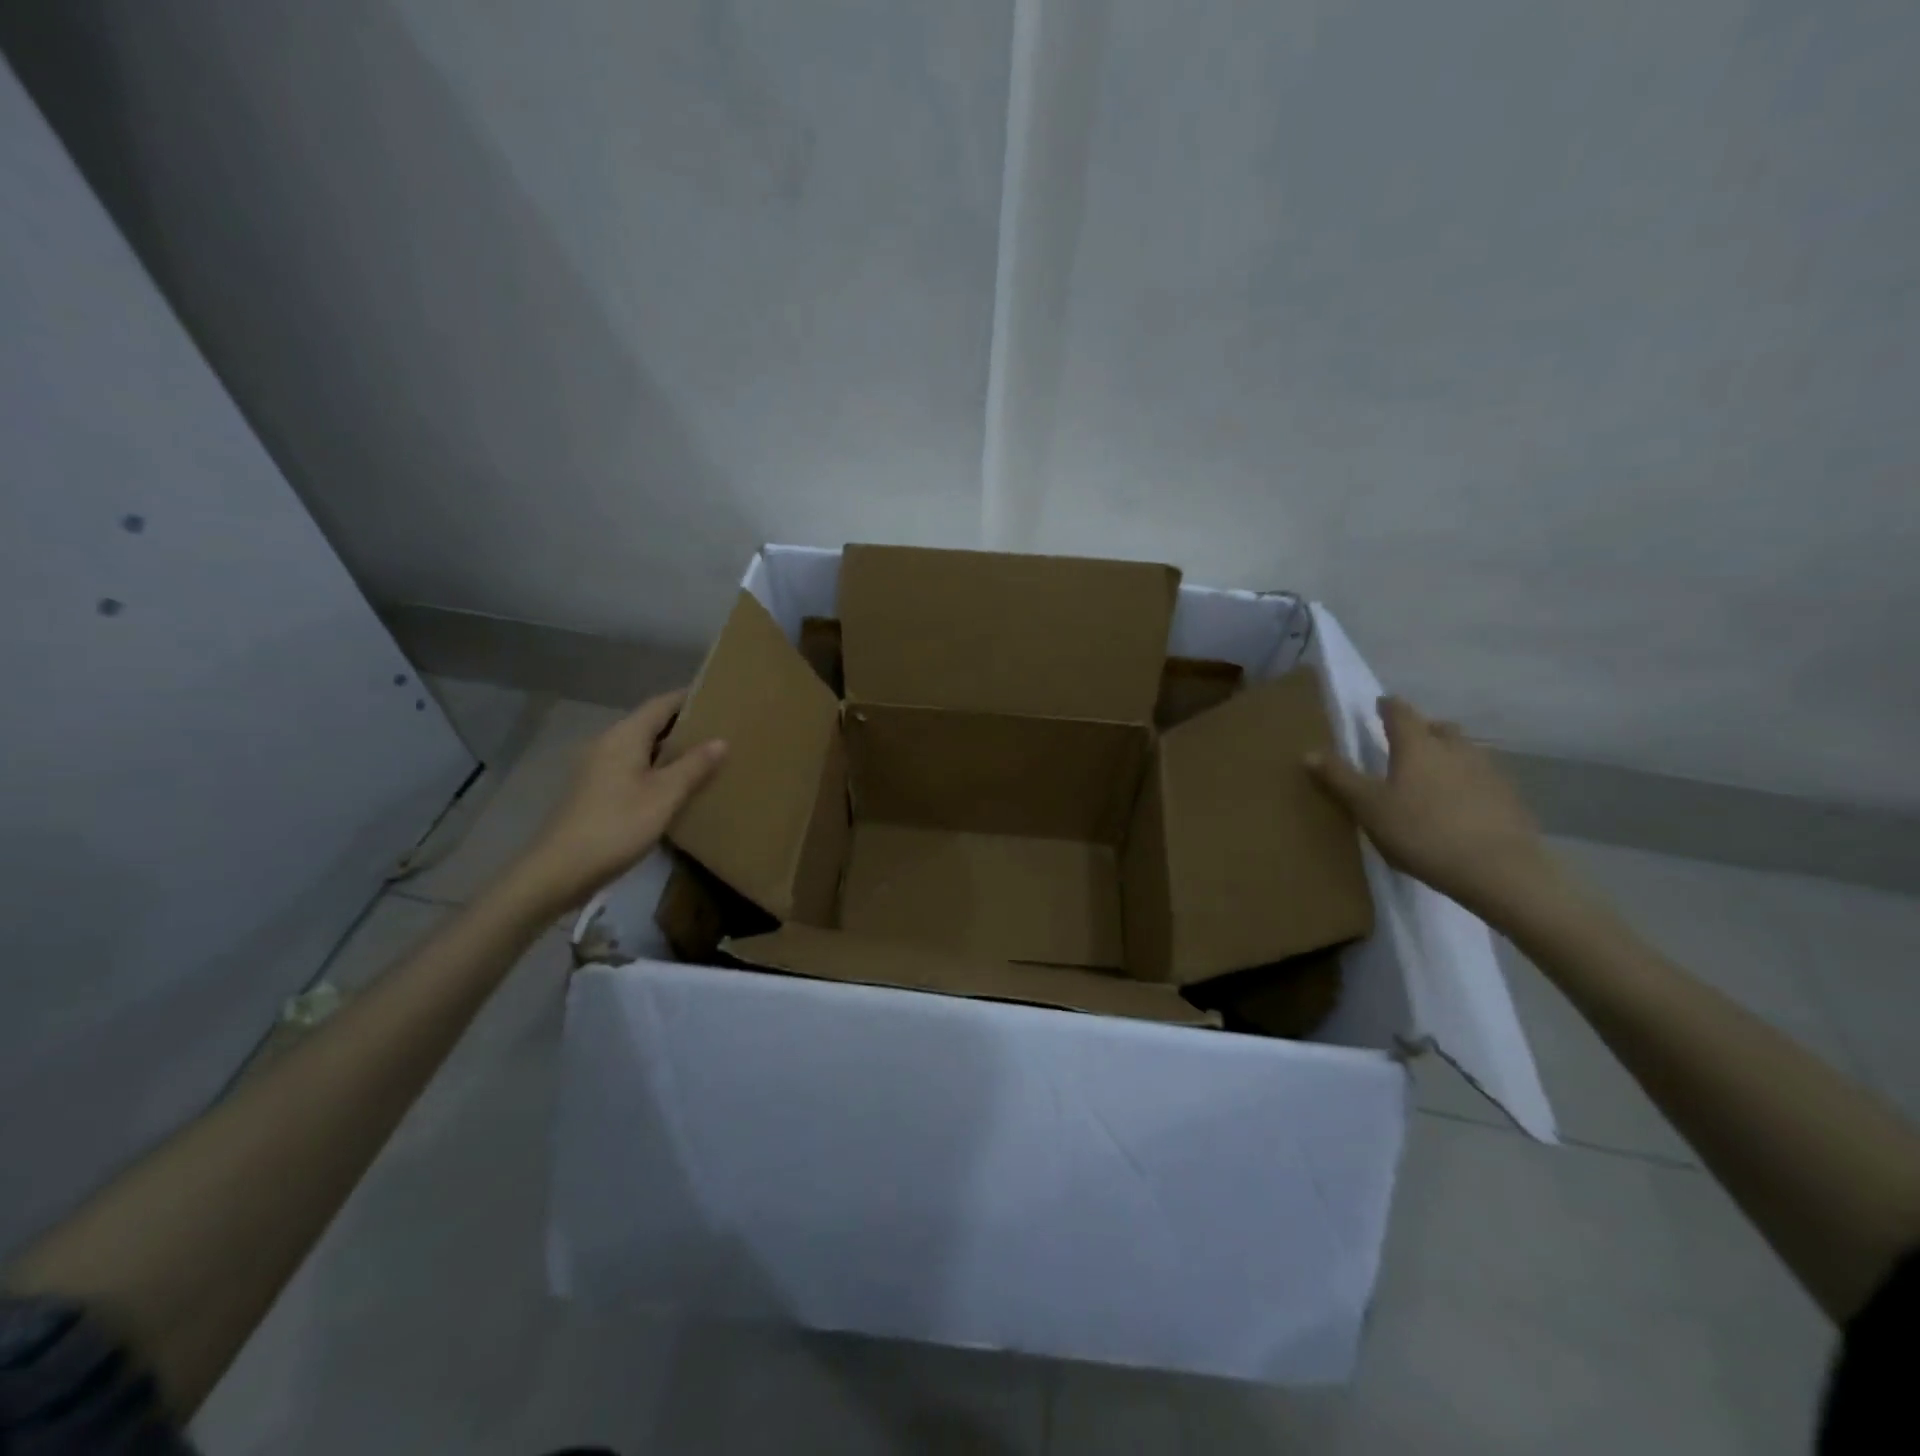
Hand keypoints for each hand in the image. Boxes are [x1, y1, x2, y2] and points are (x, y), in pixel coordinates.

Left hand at [509, 689, 726, 913]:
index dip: (690, 699)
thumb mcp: (665, 795)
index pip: (662, 704)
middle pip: (650, 724)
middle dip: (684, 726)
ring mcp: (597, 768)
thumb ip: (694, 766)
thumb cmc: (617, 825)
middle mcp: (608, 743)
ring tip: (705, 758)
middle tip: (721, 731)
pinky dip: (656, 769)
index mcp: (624, 736)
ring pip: (641, 748)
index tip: (720, 699)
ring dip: (670, 750)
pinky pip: (633, 768)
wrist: (560, 870)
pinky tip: (675, 787)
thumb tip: (721, 740)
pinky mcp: (595, 791)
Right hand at [1307, 696, 1561, 919]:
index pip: (1400, 713)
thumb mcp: (1368, 807)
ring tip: (1431, 775)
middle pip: (1438, 728)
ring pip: (1464, 752)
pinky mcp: (1509, 799)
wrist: (1498, 870)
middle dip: (1422, 730)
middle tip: (1405, 742)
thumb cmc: (1421, 832)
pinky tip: (1459, 805)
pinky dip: (1467, 782)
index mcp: (1418, 745)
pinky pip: (1482, 779)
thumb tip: (1309, 752)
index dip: (1388, 707)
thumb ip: (1340, 778)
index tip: (1379, 704)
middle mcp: (1455, 749)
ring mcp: (1488, 772)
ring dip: (1447, 755)